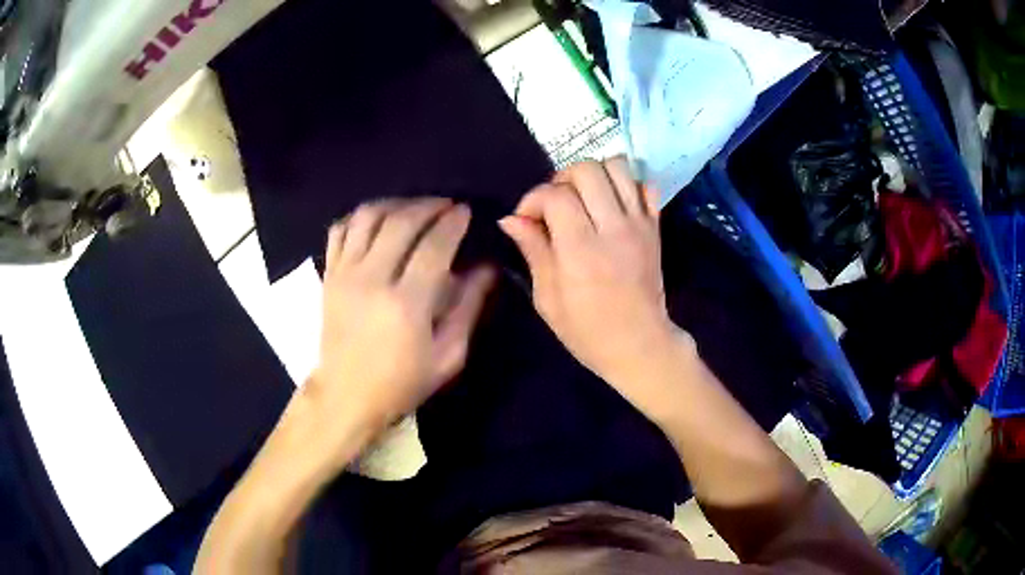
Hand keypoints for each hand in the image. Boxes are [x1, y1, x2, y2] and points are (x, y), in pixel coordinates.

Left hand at [309, 198, 494, 451]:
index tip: (466, 211)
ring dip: (396, 204)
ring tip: (414, 208)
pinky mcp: (328, 274)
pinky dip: (360, 216)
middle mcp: (372, 279)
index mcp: (406, 304)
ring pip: (368, 216)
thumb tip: (487, 268)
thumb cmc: (401, 382)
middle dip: (428, 206)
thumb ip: (468, 307)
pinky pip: (340, 229)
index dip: (453, 222)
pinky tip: (378, 220)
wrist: (346, 395)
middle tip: (446, 206)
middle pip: (401, 222)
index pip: (434, 246)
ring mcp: (344, 274)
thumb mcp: (448, 356)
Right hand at [499, 157, 686, 417]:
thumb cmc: (587, 330)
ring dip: (594, 175)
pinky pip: (645, 185)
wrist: (640, 344)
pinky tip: (612, 205)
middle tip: (555, 205)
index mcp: (581, 249)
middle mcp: (613, 228)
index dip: (533, 199)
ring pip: (617, 167)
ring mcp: (638, 224)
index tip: (527, 220)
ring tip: (583, 199)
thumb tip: (511, 218)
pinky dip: (626, 185)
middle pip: (587, 169)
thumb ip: (533, 250)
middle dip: (562, 179)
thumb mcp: (547, 298)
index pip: (555, 194)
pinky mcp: (655, 227)